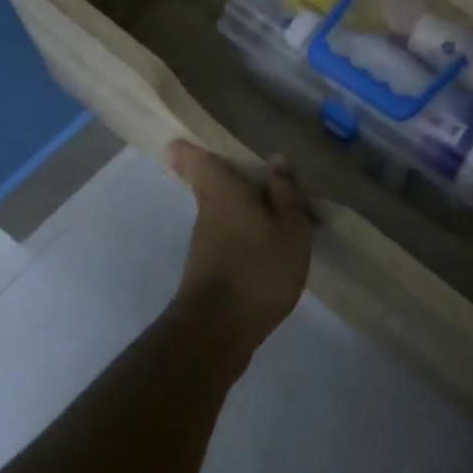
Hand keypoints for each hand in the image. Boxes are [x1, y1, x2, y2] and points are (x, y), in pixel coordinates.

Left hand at [166, 141, 313, 355]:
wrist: (218, 331)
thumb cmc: (258, 270)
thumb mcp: (290, 230)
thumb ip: (286, 195)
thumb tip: (277, 160)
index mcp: (224, 192)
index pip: (198, 161)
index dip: (190, 149)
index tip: (182, 140)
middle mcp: (207, 212)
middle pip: (208, 185)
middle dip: (219, 176)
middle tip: (238, 167)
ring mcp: (204, 243)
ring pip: (219, 212)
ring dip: (237, 206)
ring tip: (269, 204)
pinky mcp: (208, 270)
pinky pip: (226, 237)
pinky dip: (242, 232)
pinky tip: (264, 242)